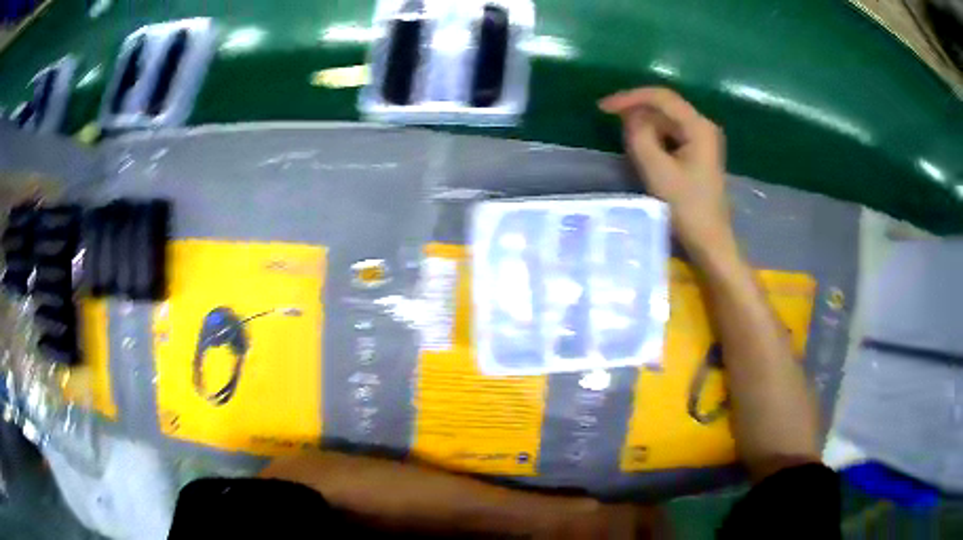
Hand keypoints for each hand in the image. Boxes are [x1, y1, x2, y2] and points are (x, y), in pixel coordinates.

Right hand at [599, 87, 731, 256]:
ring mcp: (702, 140)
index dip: (630, 97)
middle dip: (637, 110)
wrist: (710, 241)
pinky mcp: (698, 153)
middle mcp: (703, 127)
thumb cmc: (687, 208)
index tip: (604, 108)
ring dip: (644, 124)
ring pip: (667, 120)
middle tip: (609, 120)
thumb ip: (640, 137)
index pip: (661, 98)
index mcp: (699, 127)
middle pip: (665, 107)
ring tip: (623, 135)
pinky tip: (641, 146)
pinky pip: (671, 134)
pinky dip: (654, 136)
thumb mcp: (657, 171)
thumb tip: (630, 117)